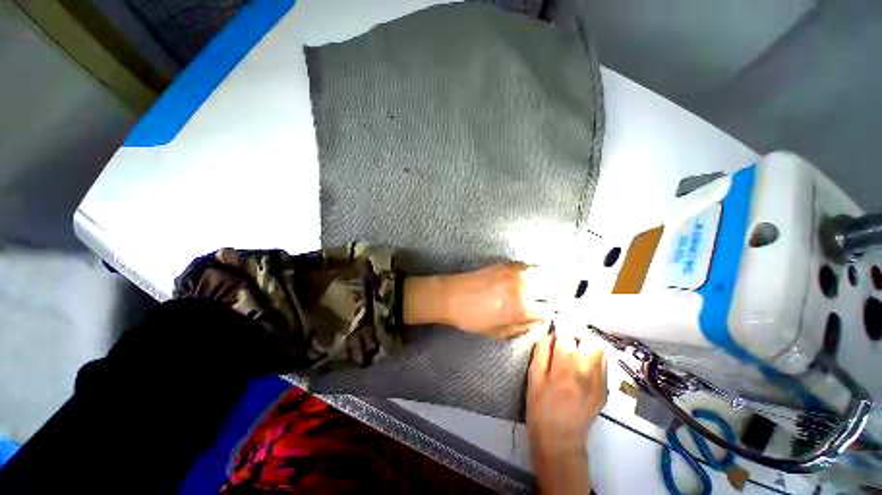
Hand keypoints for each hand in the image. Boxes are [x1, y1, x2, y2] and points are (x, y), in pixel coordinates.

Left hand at [437, 262, 550, 337]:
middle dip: (553, 297)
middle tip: (549, 302)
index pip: (548, 311)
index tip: (544, 316)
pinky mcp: (506, 263)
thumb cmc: (472, 318)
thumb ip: (522, 327)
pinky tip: (531, 276)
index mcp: (522, 307)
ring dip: (547, 282)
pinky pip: (528, 265)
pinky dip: (534, 270)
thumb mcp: (498, 332)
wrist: (451, 295)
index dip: (547, 316)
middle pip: (551, 290)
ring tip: (545, 288)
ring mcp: (515, 272)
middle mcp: (523, 286)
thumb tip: (536, 321)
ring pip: (543, 274)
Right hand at [527, 330, 606, 494]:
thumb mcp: (534, 376)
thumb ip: (542, 351)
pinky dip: (592, 358)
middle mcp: (588, 372)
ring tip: (573, 351)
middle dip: (578, 334)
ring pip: (600, 351)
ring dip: (586, 345)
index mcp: (567, 368)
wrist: (560, 440)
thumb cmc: (540, 407)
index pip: (568, 335)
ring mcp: (600, 382)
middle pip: (591, 341)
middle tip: (565, 339)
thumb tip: (549, 335)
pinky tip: (580, 366)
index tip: (553, 327)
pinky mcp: (605, 390)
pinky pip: (602, 365)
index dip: (560, 328)